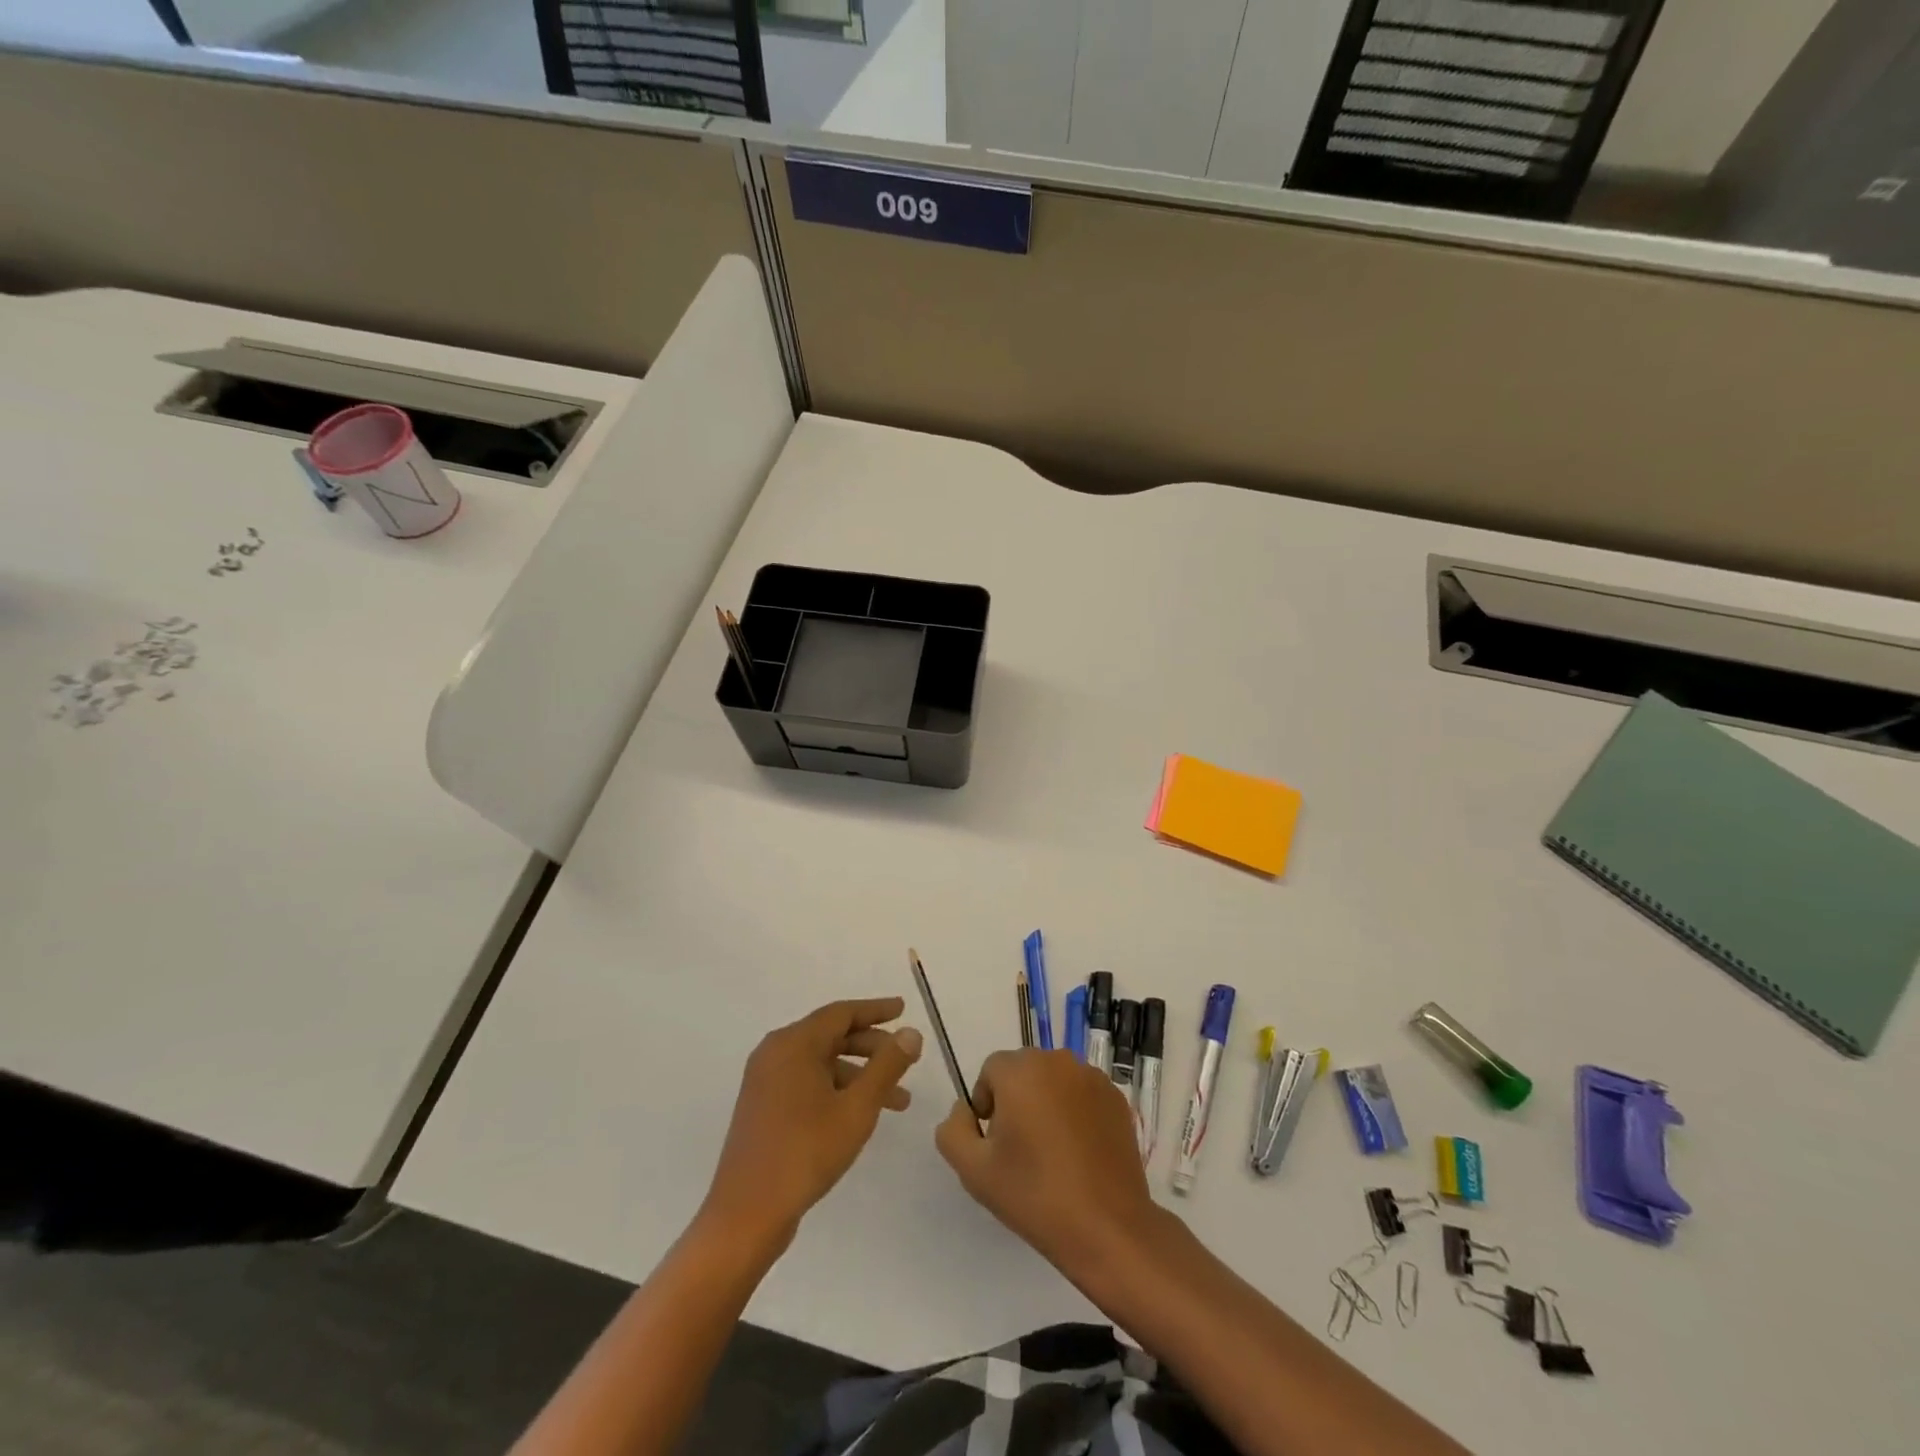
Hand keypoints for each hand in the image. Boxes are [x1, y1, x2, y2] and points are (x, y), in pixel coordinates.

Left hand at [703, 998, 921, 1249]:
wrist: (745, 1215)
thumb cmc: (805, 1152)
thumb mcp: (857, 1108)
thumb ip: (887, 1066)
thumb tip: (911, 1033)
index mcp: (793, 1044)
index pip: (841, 1013)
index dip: (876, 1010)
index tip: (904, 1009)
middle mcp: (775, 1052)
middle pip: (831, 1036)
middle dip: (873, 1047)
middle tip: (906, 1060)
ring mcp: (765, 1080)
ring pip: (822, 1063)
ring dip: (859, 1075)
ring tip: (898, 1102)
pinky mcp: (763, 1106)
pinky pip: (807, 1082)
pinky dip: (837, 1089)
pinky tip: (860, 1113)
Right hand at [935, 1050, 1160, 1274]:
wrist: (1107, 1227)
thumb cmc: (1035, 1195)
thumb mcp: (973, 1170)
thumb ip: (953, 1130)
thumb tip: (964, 1109)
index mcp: (1021, 1070)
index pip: (991, 1071)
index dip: (987, 1104)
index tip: (995, 1142)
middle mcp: (1057, 1061)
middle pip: (1023, 1071)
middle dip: (1016, 1100)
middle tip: (1021, 1148)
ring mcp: (1092, 1077)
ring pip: (1054, 1081)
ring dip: (1046, 1103)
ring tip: (1052, 1152)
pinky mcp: (1116, 1098)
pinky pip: (1082, 1094)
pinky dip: (1075, 1112)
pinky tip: (1079, 1153)